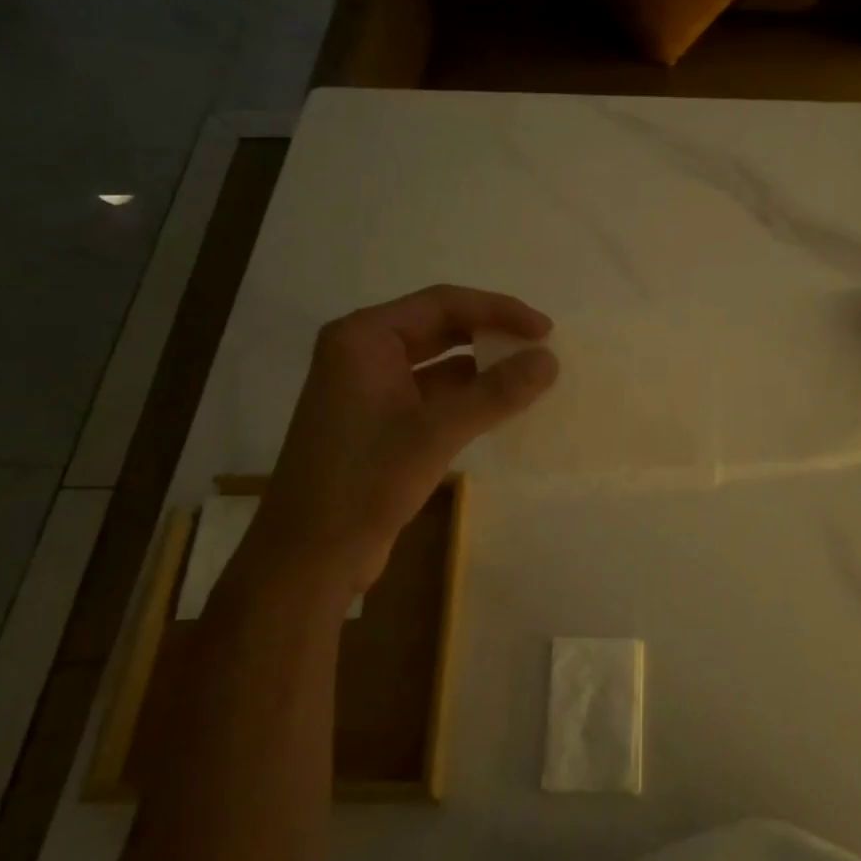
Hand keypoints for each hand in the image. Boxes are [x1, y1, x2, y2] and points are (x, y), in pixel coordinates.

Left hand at [246, 286, 557, 609]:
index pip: (442, 303)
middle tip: (541, 348)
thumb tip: (550, 360)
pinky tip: (501, 408)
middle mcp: (363, 353)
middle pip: (439, 327)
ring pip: (437, 363)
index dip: (498, 311)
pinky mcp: (379, 422)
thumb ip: (496, 392)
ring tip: (530, 377)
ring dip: (481, 368)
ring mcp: (369, 389)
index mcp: (364, 338)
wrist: (310, 557)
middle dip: (491, 335)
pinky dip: (466, 397)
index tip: (545, 330)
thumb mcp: (436, 431)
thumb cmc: (365, 481)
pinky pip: (431, 395)